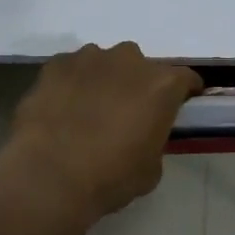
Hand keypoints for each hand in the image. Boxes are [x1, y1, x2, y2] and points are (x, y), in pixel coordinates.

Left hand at [2, 43, 201, 225]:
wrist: (49, 176)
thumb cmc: (111, 177)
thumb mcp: (151, 169)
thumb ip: (154, 140)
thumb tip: (142, 136)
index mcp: (162, 85)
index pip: (186, 79)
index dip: (184, 93)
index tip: (179, 107)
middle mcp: (129, 61)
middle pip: (142, 67)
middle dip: (138, 85)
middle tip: (127, 114)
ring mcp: (89, 58)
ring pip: (105, 64)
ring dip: (104, 81)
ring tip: (89, 111)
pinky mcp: (55, 65)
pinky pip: (72, 70)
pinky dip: (72, 84)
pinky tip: (62, 109)